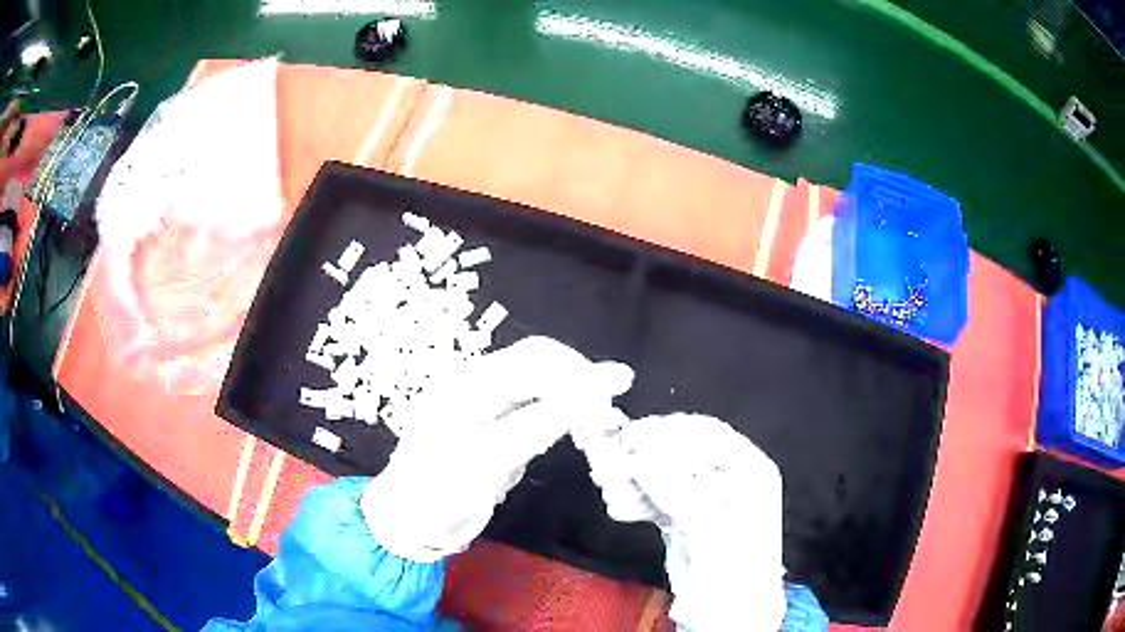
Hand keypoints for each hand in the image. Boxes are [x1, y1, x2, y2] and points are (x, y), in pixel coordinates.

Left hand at [361, 336, 633, 562]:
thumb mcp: (491, 459)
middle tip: (609, 411)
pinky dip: (558, 410)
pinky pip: (531, 401)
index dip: (581, 375)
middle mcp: (476, 380)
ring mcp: (482, 399)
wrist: (408, 519)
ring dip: (572, 392)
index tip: (616, 399)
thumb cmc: (441, 492)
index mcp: (470, 383)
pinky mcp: (490, 420)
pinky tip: (572, 427)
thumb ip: (541, 422)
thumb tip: (595, 394)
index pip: (538, 361)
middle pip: (540, 361)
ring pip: (539, 379)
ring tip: (597, 421)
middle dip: (579, 379)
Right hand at [589, 413, 787, 631]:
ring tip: (609, 487)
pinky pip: (655, 498)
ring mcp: (704, 497)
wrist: (729, 610)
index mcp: (749, 469)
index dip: (669, 430)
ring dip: (633, 479)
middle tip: (611, 459)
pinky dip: (635, 500)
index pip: (707, 433)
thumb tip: (638, 456)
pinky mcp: (683, 517)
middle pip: (680, 452)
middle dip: (644, 456)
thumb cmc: (733, 567)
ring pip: (663, 474)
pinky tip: (620, 508)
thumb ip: (673, 487)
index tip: (632, 434)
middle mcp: (727, 477)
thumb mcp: (708, 524)